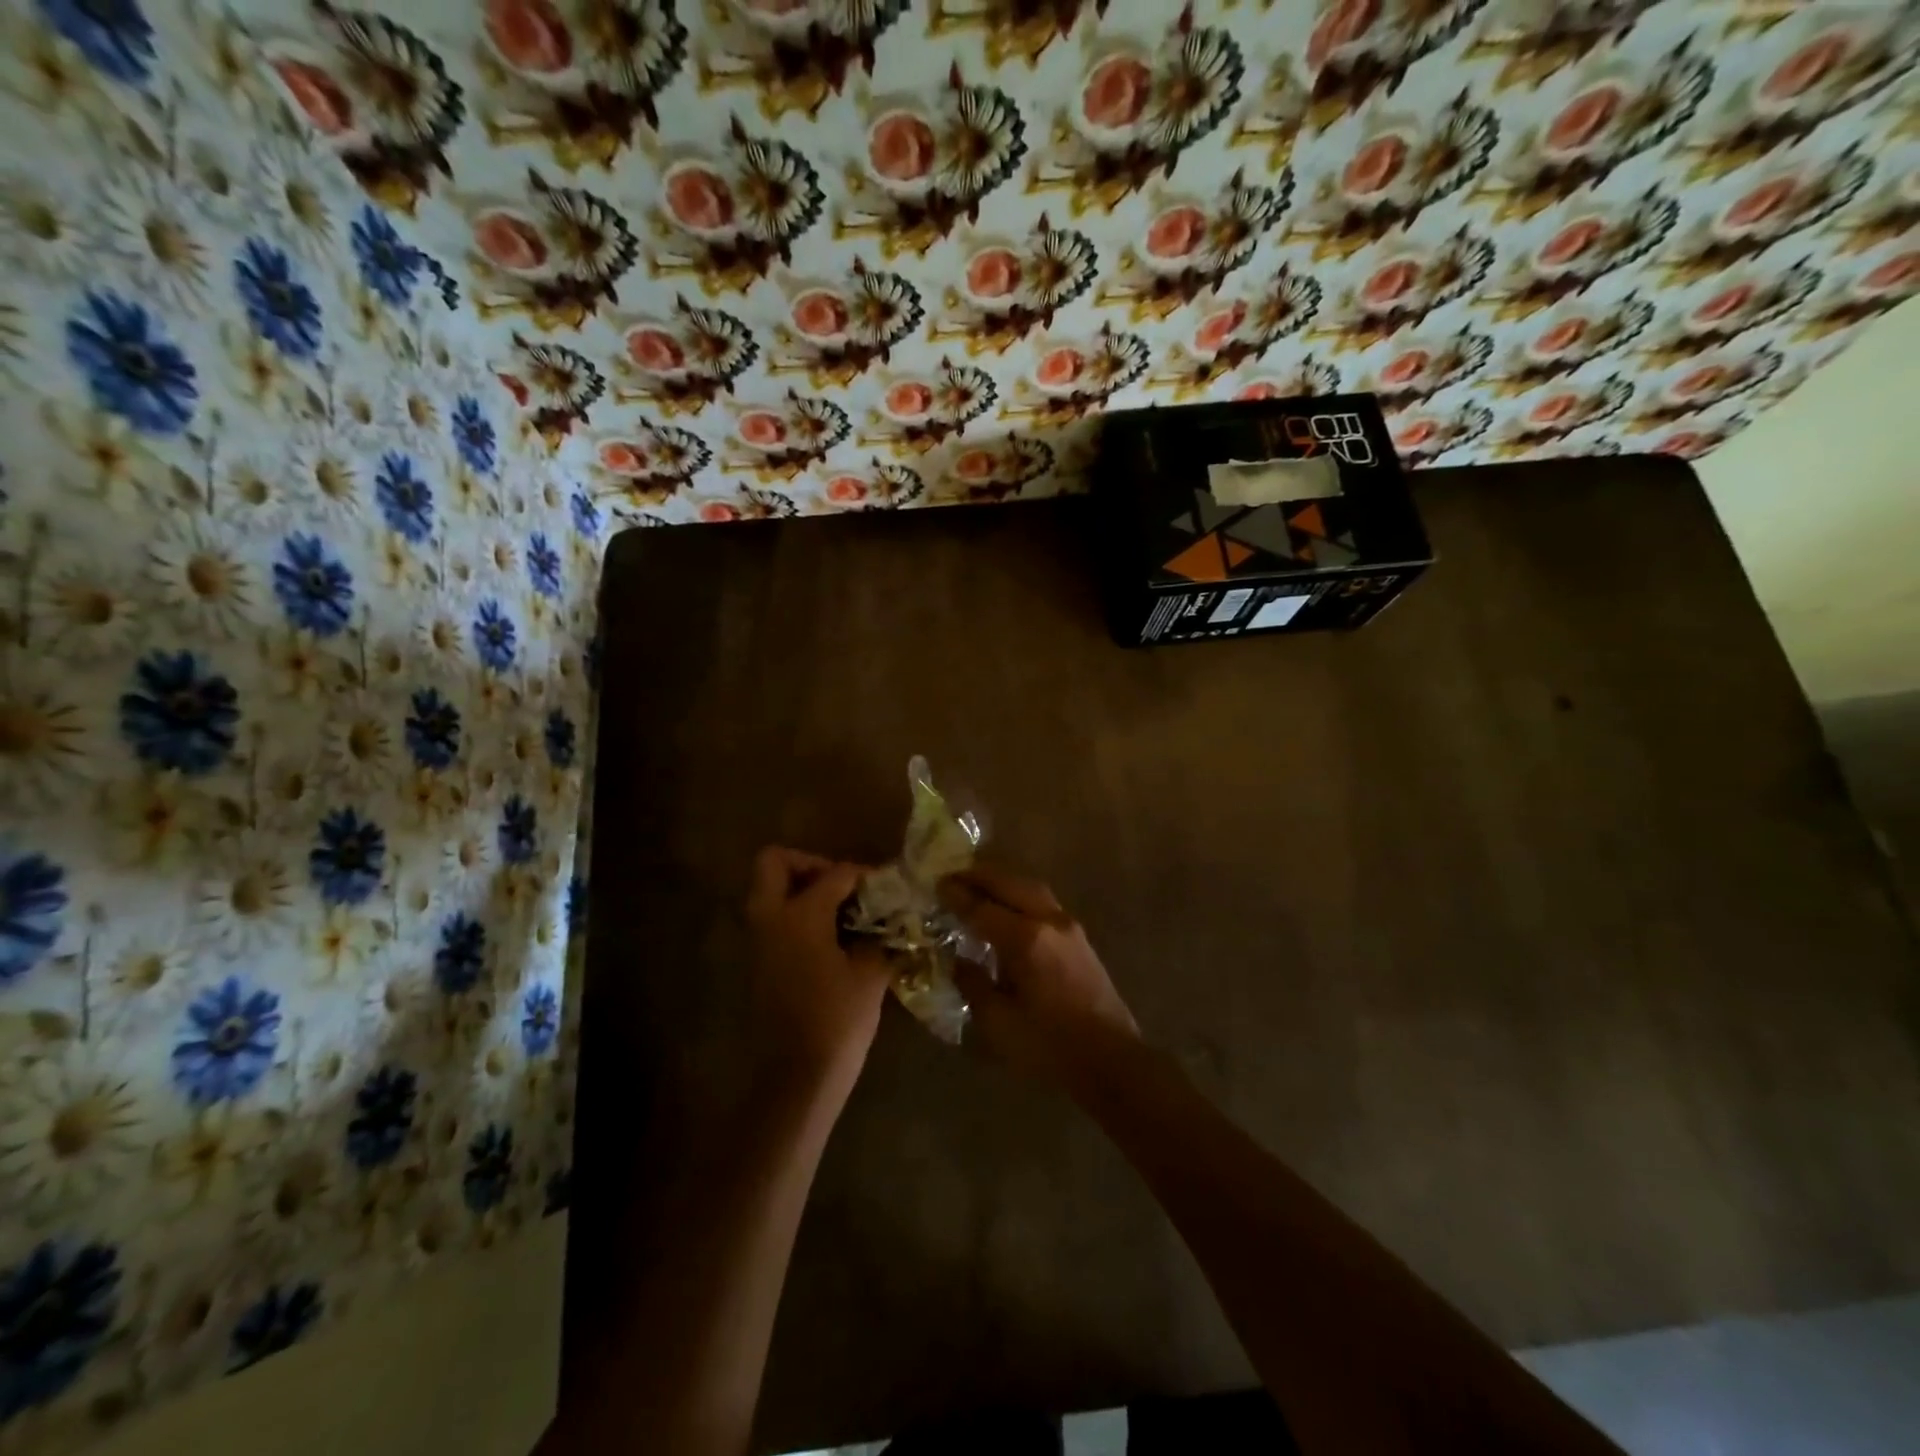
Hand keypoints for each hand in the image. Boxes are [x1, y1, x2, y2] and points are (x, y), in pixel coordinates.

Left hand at [745, 847, 890, 1099]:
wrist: (796, 1079)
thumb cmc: (837, 1021)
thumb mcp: (870, 975)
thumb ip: (878, 939)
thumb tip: (886, 923)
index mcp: (800, 915)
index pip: (835, 873)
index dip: (863, 874)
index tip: (885, 885)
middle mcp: (771, 919)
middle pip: (775, 863)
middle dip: (809, 864)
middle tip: (841, 885)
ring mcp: (759, 942)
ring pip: (770, 892)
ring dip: (801, 891)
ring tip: (842, 912)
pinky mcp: (758, 964)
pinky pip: (773, 920)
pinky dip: (797, 917)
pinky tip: (832, 940)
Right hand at [939, 865, 1139, 1090]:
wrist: (1111, 1061)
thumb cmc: (1049, 1046)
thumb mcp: (999, 1022)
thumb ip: (973, 985)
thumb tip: (958, 961)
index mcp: (1026, 940)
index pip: (983, 908)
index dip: (958, 896)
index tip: (937, 884)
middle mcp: (1049, 922)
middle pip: (1011, 884)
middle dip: (980, 876)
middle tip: (954, 875)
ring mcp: (1069, 928)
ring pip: (1031, 889)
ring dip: (1003, 882)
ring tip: (979, 884)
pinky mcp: (1080, 939)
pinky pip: (1044, 902)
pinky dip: (1020, 895)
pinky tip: (1008, 908)